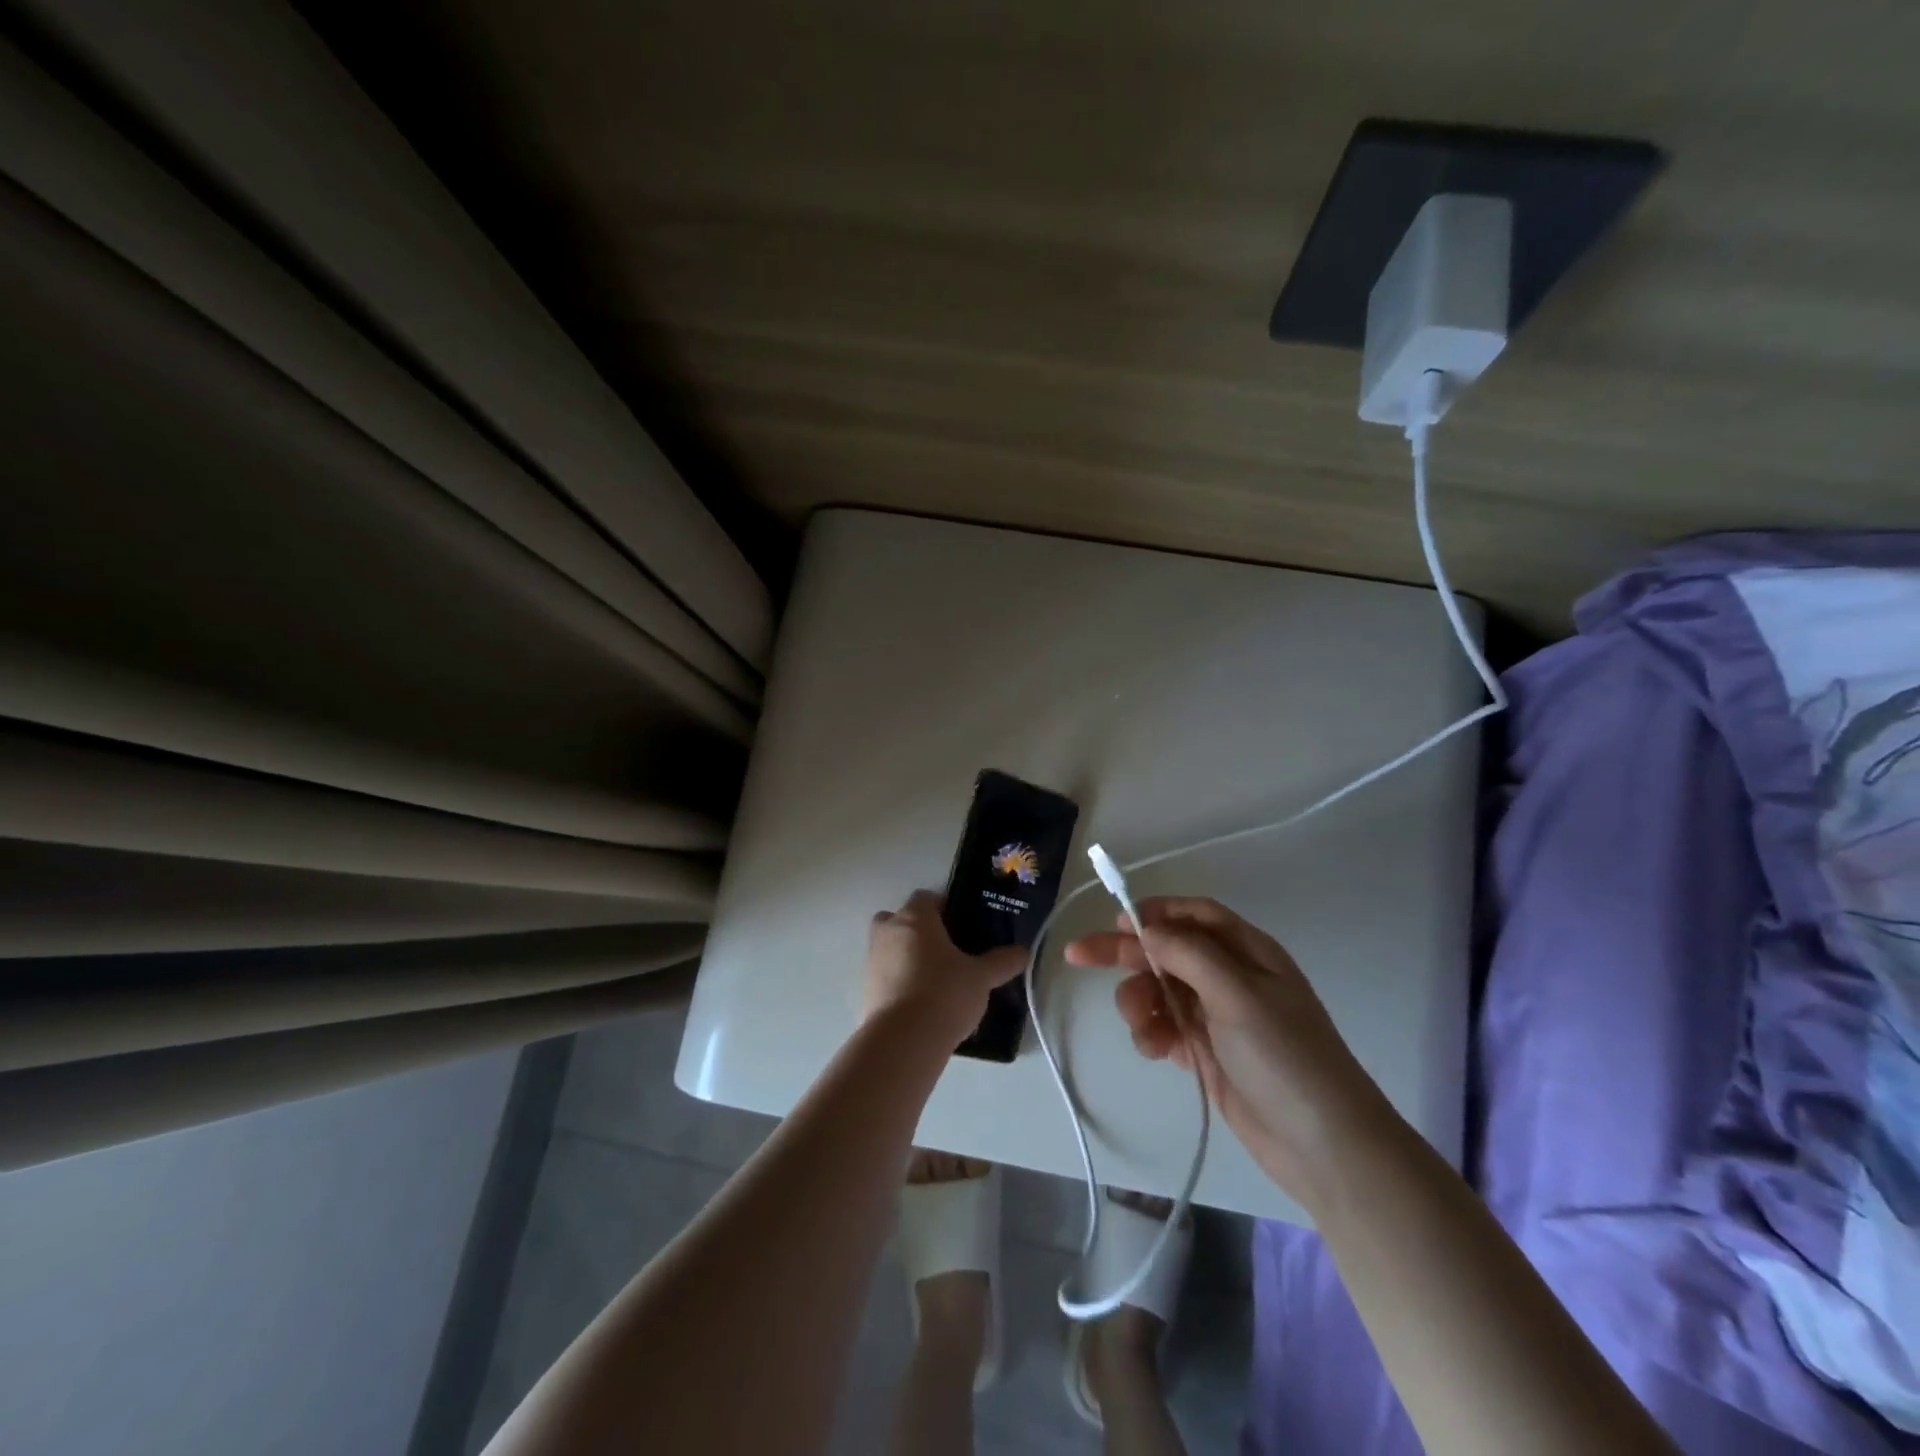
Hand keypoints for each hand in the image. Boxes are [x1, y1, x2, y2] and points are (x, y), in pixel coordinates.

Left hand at [864, 891, 1028, 1043]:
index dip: (945, 908)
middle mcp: (888, 932)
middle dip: (918, 931)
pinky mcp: (866, 991)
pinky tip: (923, 1005)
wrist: (903, 1041)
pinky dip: (900, 984)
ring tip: (937, 982)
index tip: (963, 926)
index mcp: (915, 918)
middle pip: (900, 919)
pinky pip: (886, 977)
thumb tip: (1023, 952)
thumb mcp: (981, 977)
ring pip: (890, 948)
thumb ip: (1002, 962)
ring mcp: (872, 962)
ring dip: (907, 958)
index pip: (927, 898)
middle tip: (945, 951)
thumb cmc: (945, 993)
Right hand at [1065, 897, 1394, 1201]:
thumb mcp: (1238, 994)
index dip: (1156, 912)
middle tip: (1079, 955)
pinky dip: (1152, 1033)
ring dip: (1139, 1001)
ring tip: (1140, 1026)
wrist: (1323, 1146)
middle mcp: (1230, 977)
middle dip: (1126, 953)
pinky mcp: (1207, 1052)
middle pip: (1167, 950)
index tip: (1117, 921)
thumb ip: (1188, 954)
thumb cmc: (1285, 1056)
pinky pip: (1166, 1027)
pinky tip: (1154, 1049)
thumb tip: (1145, 928)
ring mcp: (1218, 1016)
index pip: (1195, 915)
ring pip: (1160, 990)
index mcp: (1248, 952)